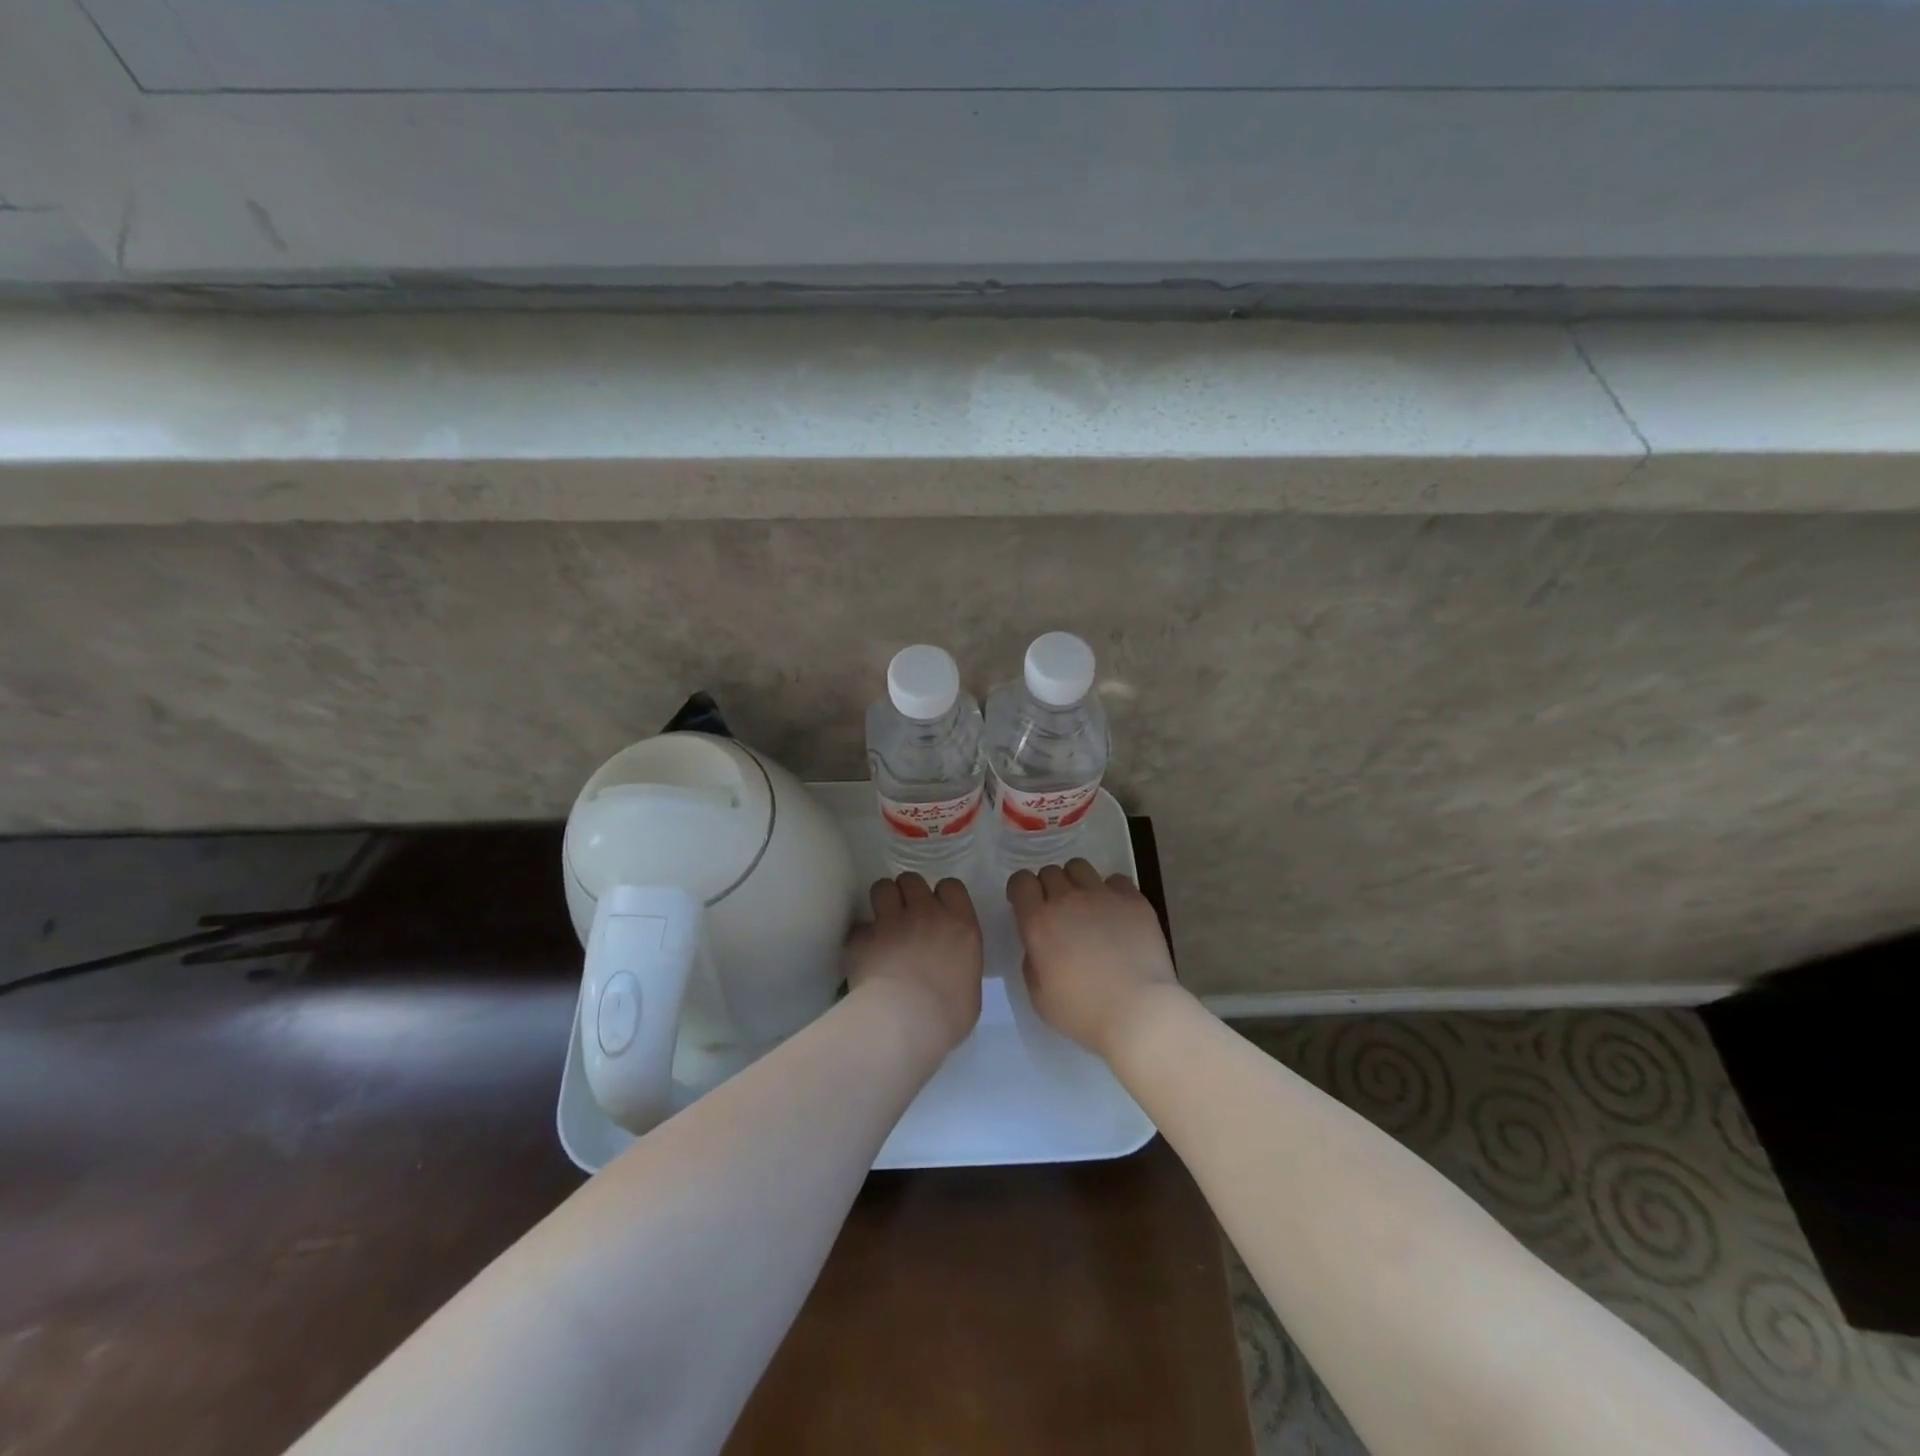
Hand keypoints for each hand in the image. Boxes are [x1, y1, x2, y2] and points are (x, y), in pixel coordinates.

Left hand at [846, 874, 983, 1054]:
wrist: (904, 1022)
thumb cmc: (948, 1015)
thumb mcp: (969, 988)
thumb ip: (960, 965)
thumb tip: (949, 969)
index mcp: (959, 925)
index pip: (951, 886)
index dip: (942, 895)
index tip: (938, 911)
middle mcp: (926, 914)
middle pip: (912, 880)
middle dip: (908, 893)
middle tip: (906, 915)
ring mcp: (891, 921)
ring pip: (882, 887)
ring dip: (883, 901)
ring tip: (882, 922)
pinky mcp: (862, 937)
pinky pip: (859, 927)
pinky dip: (861, 938)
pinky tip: (864, 954)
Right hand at [1006, 860, 1182, 1059]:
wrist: (1139, 1012)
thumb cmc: (1083, 1011)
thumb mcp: (1039, 996)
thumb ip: (1032, 961)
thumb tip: (1039, 944)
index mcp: (1039, 921)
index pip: (1021, 881)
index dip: (1021, 890)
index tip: (1027, 905)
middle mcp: (1068, 899)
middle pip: (1050, 871)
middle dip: (1049, 887)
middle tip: (1059, 912)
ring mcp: (1103, 895)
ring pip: (1080, 867)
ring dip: (1077, 882)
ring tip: (1087, 906)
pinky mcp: (1134, 900)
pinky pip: (1116, 879)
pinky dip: (1111, 891)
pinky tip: (1117, 913)